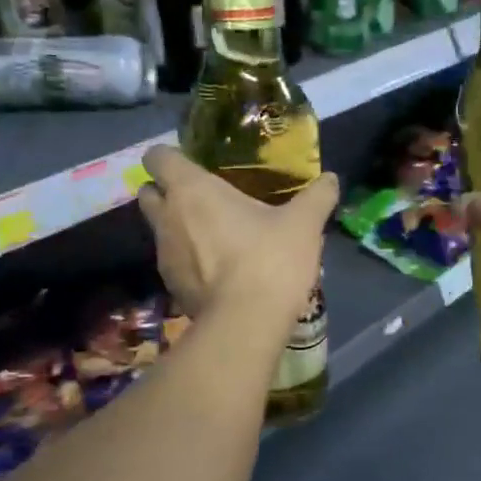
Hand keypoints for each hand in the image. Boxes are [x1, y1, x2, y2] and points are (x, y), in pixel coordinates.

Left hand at [135, 146, 338, 331]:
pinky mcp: (171, 287)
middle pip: (148, 193)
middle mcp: (167, 218)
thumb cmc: (270, 259)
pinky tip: (218, 271)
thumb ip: (317, 197)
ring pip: (160, 230)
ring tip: (216, 238)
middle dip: (167, 192)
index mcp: (191, 190)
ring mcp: (164, 255)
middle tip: (203, 199)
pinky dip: (189, 262)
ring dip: (179, 229)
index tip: (194, 164)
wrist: (247, 323)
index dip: (170, 157)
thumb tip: (331, 179)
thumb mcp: (304, 224)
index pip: (157, 157)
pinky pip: (173, 263)